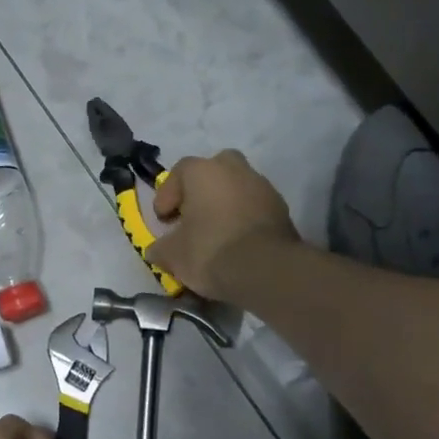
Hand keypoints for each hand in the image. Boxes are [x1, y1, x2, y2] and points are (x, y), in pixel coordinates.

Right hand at [145, 150, 299, 299]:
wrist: (265, 269)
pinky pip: (255, 207)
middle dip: (202, 189)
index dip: (167, 195)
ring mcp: (262, 186)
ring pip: (237, 187)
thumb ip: (160, 248)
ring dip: (225, 204)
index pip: (179, 172)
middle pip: (214, 170)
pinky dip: (244, 218)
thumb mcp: (172, 254)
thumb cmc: (209, 250)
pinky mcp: (282, 208)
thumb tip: (156, 250)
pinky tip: (237, 241)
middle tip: (193, 214)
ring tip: (216, 232)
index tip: (164, 219)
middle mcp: (234, 169)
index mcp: (203, 171)